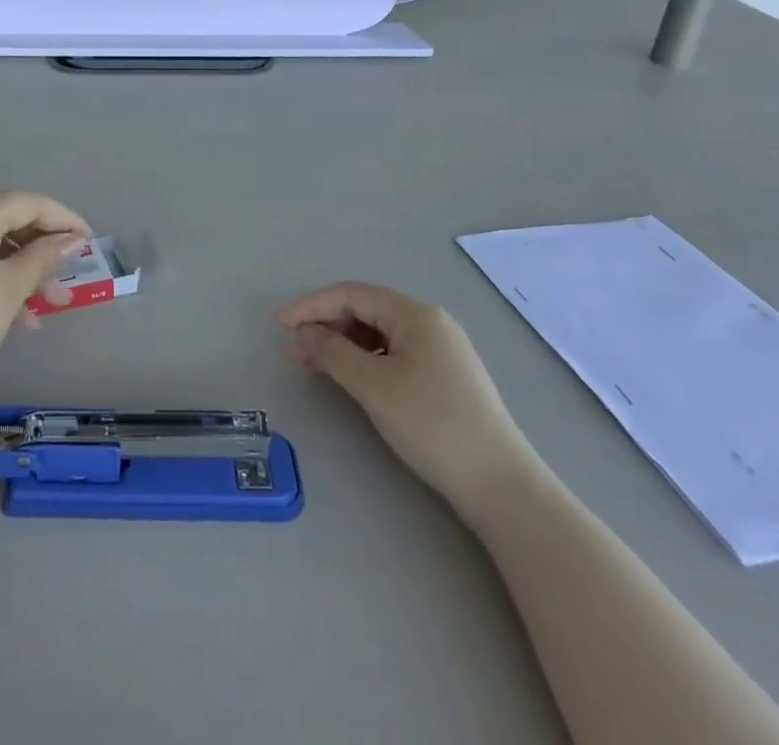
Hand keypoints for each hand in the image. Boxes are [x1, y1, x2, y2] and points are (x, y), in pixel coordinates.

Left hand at [0, 192, 90, 396]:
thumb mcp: (11, 289)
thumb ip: (44, 257)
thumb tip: (71, 240)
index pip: (31, 203)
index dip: (64, 220)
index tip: (88, 241)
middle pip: (10, 218)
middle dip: (42, 248)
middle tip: (66, 278)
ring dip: (21, 267)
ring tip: (46, 307)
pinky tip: (16, 314)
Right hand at [279, 283, 537, 520]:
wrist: (500, 484)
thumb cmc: (432, 425)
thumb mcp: (374, 387)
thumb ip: (332, 352)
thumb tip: (304, 332)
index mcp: (415, 314)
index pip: (351, 294)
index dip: (310, 306)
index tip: (278, 325)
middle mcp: (429, 321)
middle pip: (365, 310)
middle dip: (325, 326)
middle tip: (295, 353)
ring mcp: (440, 348)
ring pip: (378, 332)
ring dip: (342, 343)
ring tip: (315, 367)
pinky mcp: (444, 374)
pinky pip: (393, 352)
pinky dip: (364, 359)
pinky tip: (350, 378)